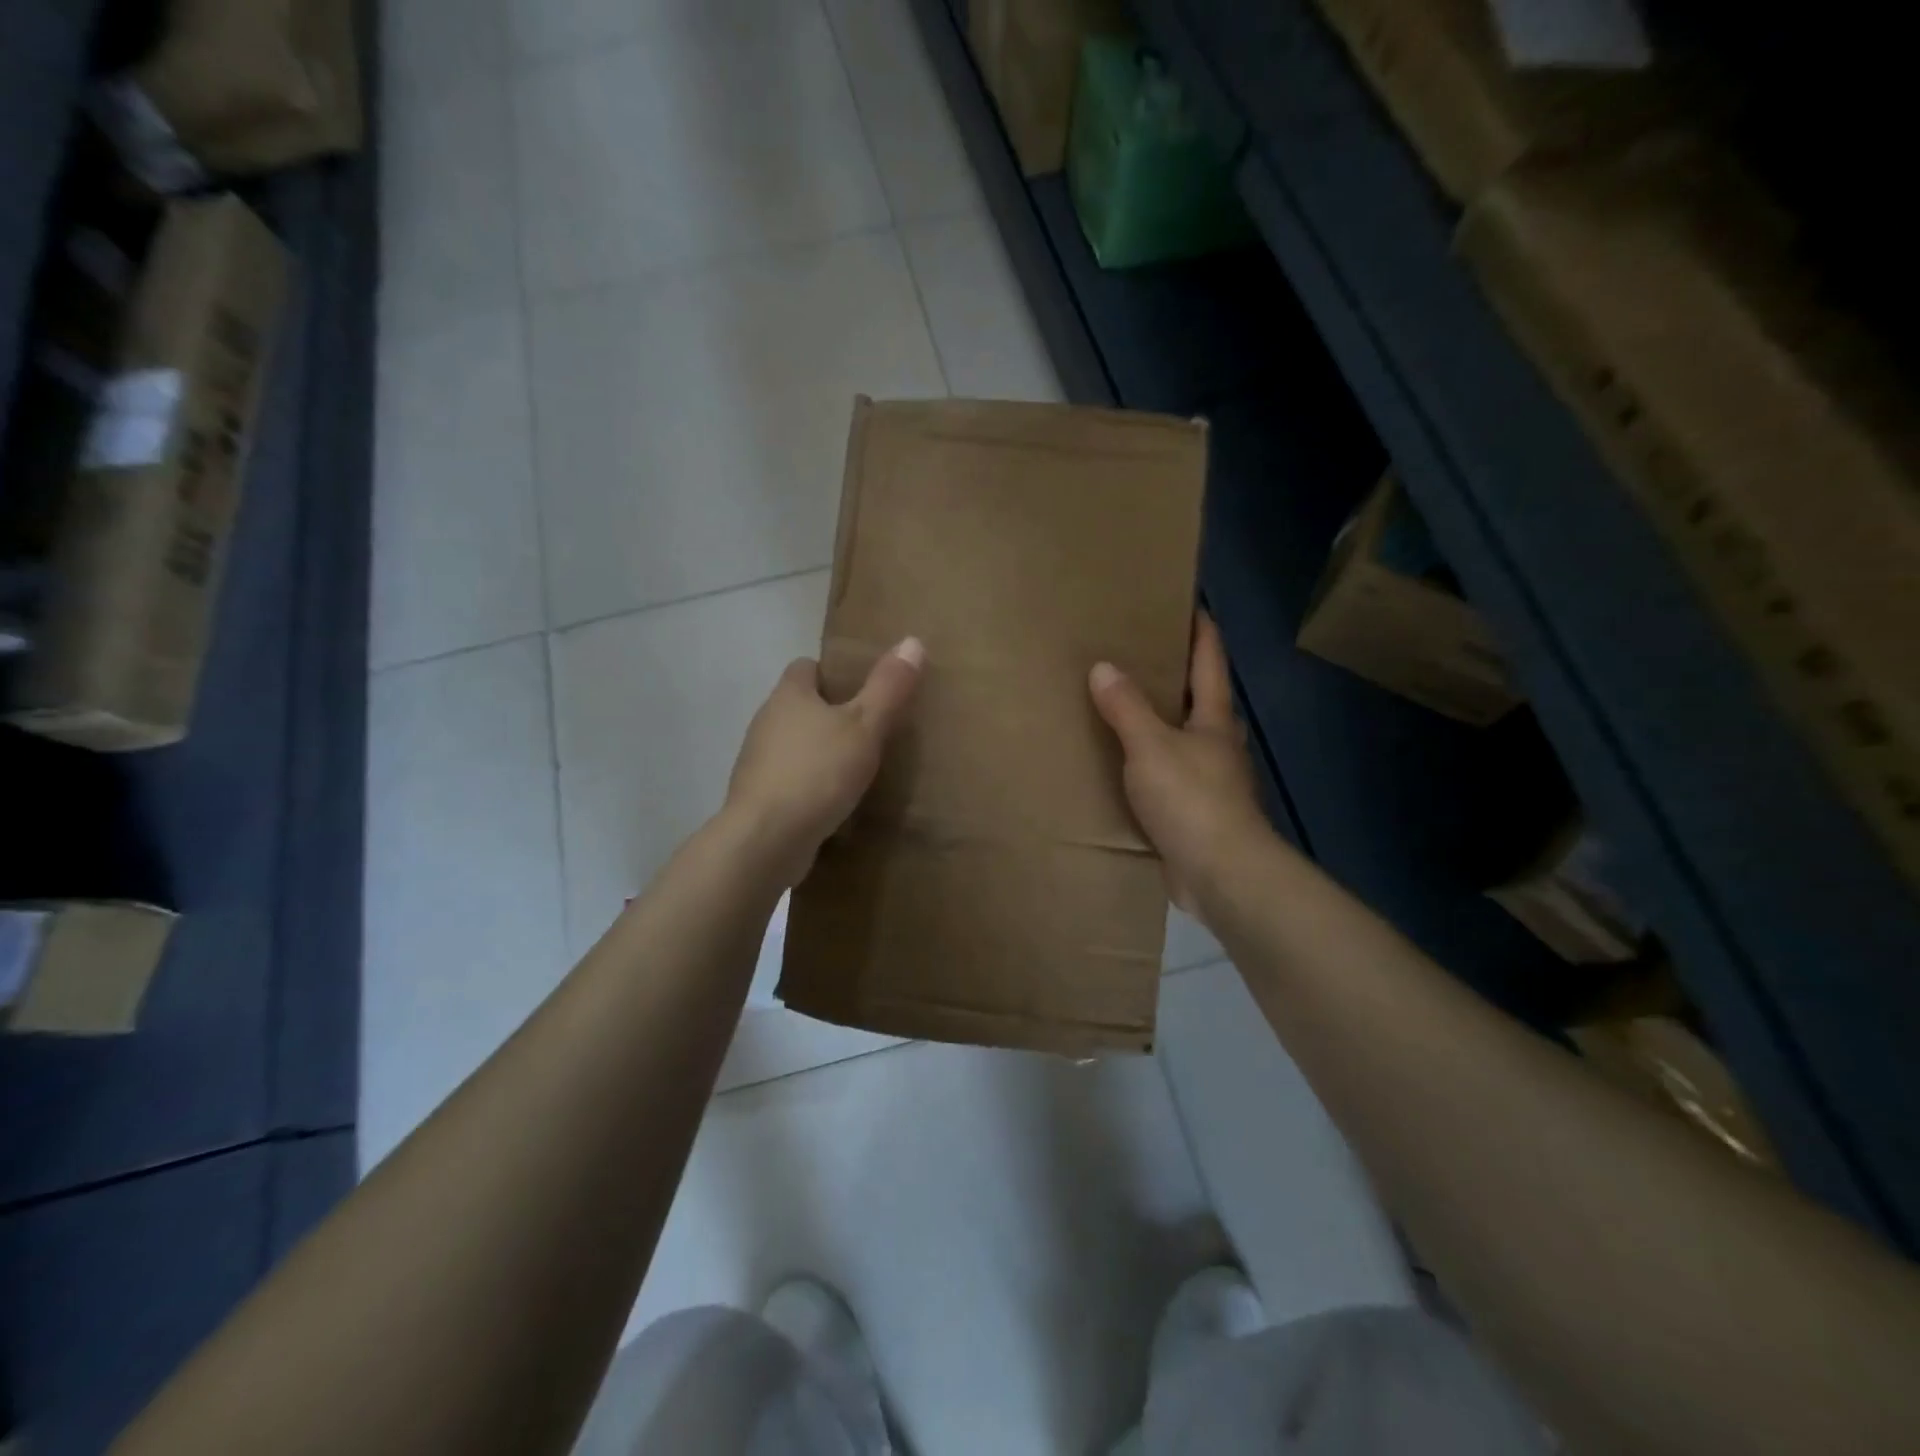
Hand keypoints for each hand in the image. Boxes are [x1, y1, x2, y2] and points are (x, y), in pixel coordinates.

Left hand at [725, 637, 925, 886]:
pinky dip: (810, 784)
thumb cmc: (818, 773)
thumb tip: (913, 640)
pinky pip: (789, 779)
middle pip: (799, 706)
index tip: (863, 689)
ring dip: (819, 751)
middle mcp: (766, 721)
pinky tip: (834, 801)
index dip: (833, 672)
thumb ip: (888, 687)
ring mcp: (758, 761)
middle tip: (869, 727)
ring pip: (794, 744)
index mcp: (788, 695)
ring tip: (856, 766)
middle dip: (830, 713)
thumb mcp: (864, 726)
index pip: (806, 667)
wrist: (766, 840)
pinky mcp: (759, 797)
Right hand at [1089, 614, 1269, 911]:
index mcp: (1214, 719)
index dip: (1201, 629)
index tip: (1187, 601)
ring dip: (1160, 720)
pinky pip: (1167, 774)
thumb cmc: (1192, 799)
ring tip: (1123, 704)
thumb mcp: (1152, 746)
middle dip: (1177, 673)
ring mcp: (1209, 780)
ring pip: (1183, 737)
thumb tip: (1103, 667)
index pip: (1210, 660)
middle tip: (1140, 652)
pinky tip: (1124, 764)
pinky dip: (1148, 762)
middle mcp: (1217, 743)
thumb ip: (1127, 707)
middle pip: (1200, 697)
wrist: (1221, 873)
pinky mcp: (1194, 812)